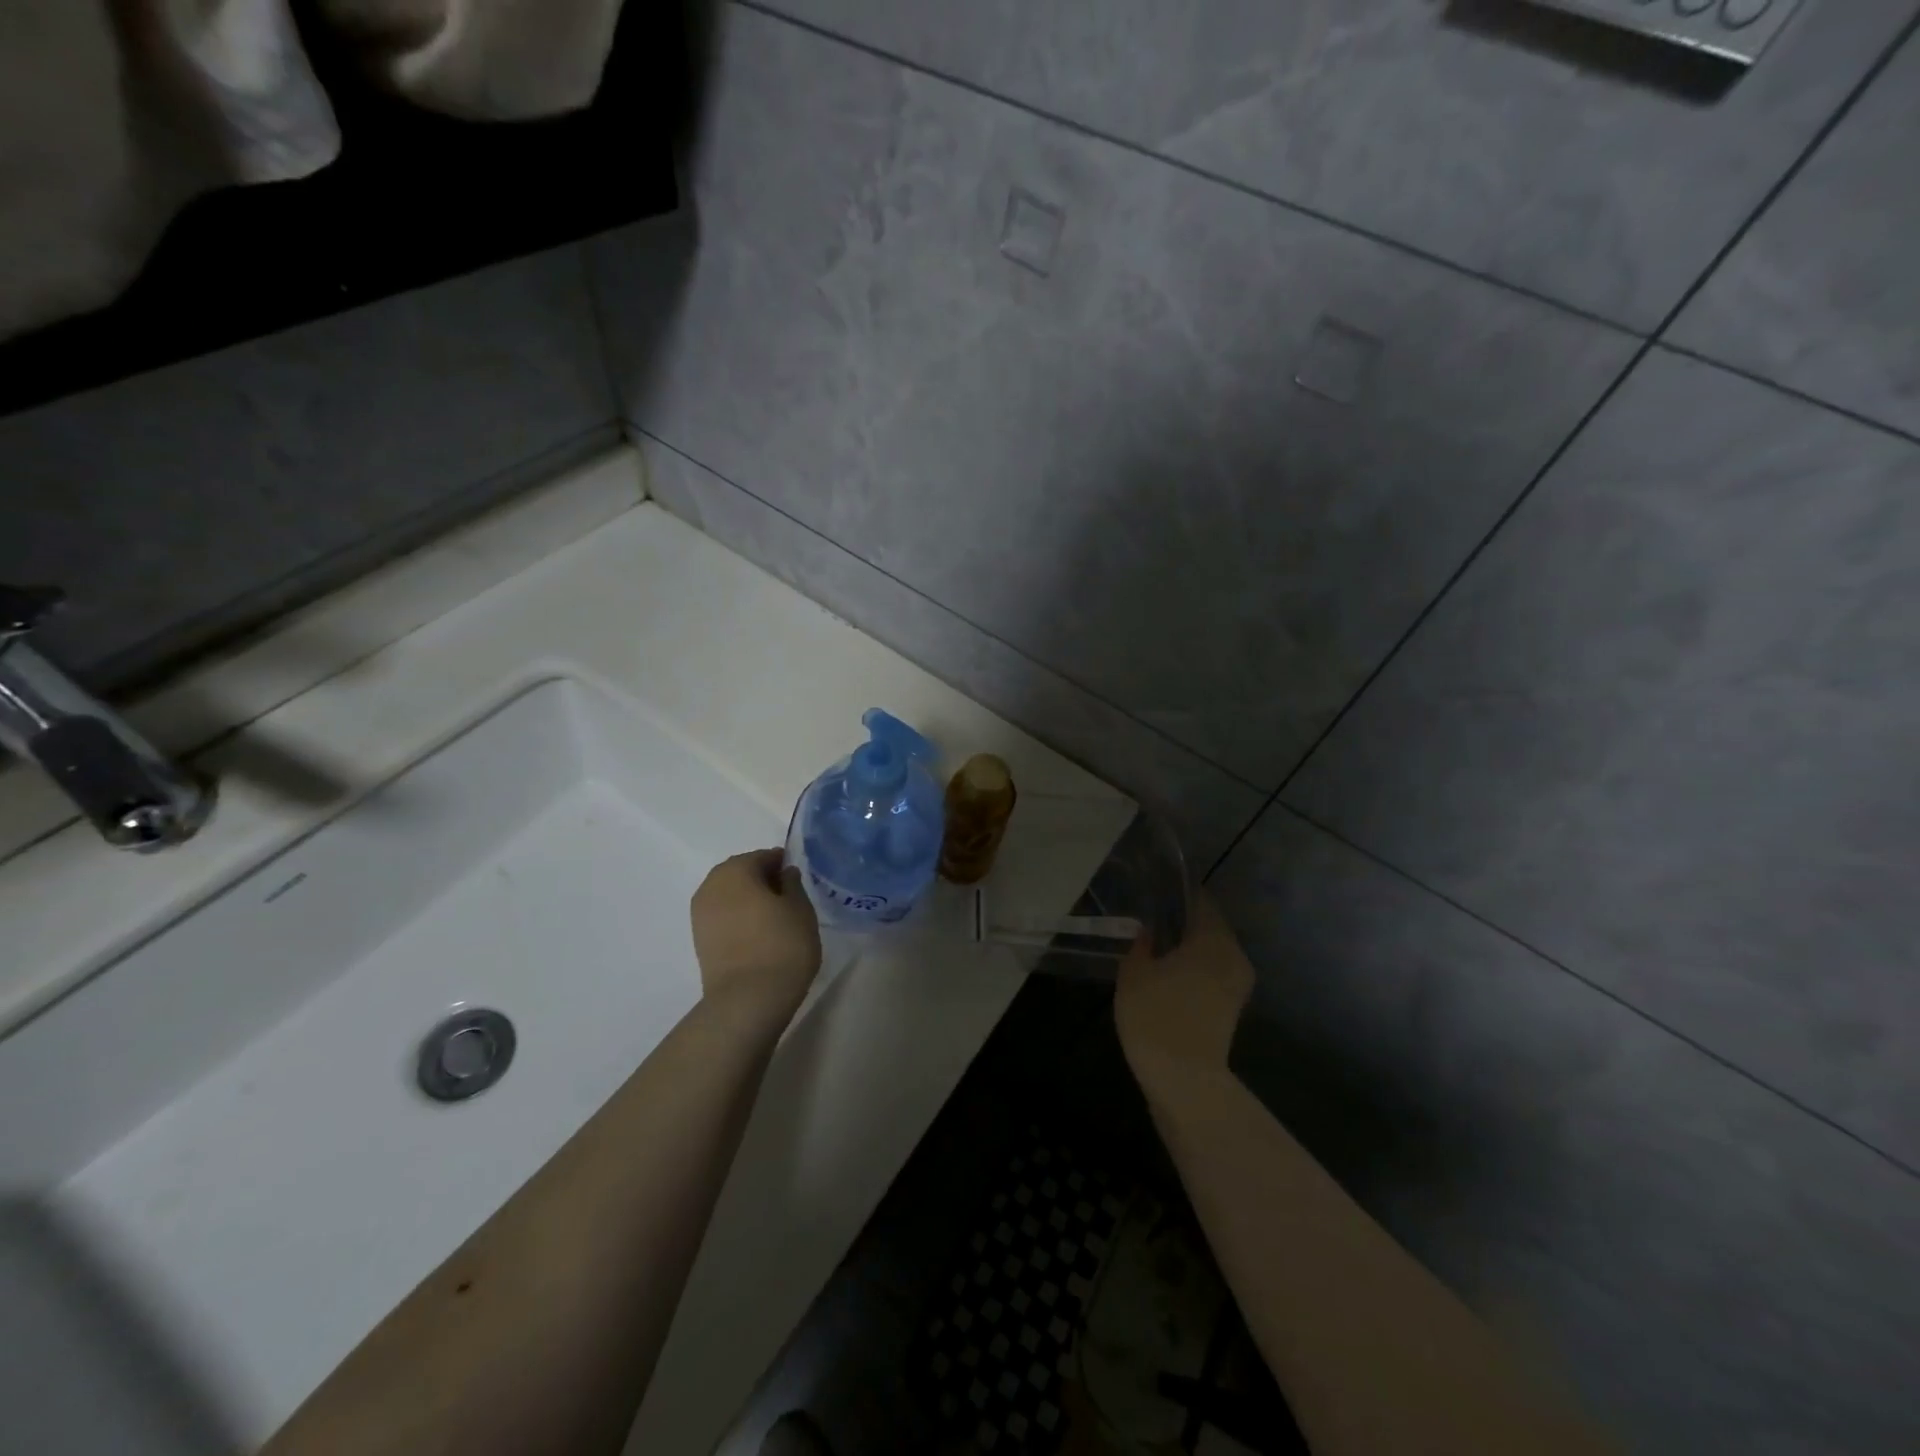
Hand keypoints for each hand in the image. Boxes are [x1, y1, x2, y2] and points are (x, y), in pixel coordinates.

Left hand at [690, 849, 821, 1020]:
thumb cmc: (782, 945)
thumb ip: (793, 884)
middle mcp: (711, 886)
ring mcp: (700, 915)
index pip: (763, 857)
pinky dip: (739, 918)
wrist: (748, 1000)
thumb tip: (785, 874)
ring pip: (730, 895)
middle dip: (763, 880)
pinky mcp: (699, 940)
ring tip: (775, 918)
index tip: (799, 880)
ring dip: (749, 900)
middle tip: (789, 897)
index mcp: (735, 870)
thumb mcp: (800, 909)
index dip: (783, 864)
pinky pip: (723, 916)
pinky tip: (759, 933)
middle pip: (741, 873)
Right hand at [1114, 890, 1254, 1087]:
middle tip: (1153, 921)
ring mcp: (1238, 984)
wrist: (1183, 1079)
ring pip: (1213, 952)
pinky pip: (1214, 974)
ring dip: (1190, 948)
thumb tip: (1149, 932)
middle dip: (1184, 923)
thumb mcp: (1134, 973)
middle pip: (1210, 927)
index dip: (1179, 894)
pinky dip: (1195, 969)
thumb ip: (1141, 945)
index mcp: (1213, 938)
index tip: (1157, 892)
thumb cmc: (1156, 1015)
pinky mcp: (1232, 1008)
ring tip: (1157, 948)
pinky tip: (1168, 975)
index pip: (1200, 901)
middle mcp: (1233, 955)